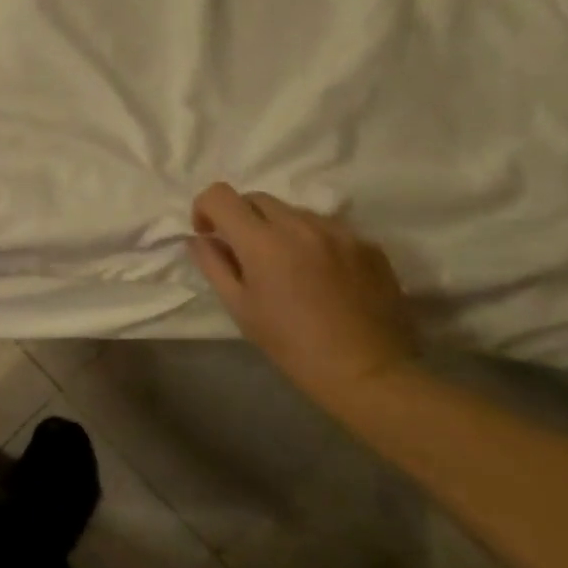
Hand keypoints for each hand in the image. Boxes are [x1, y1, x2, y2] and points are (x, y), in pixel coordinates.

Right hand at [188, 182, 414, 394]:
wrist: (367, 372)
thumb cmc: (292, 345)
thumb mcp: (240, 308)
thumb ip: (213, 265)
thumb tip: (199, 239)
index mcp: (263, 242)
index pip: (221, 195)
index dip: (205, 208)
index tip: (209, 234)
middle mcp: (301, 226)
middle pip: (256, 198)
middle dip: (240, 217)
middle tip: (244, 252)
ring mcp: (339, 232)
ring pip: (293, 211)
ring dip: (278, 228)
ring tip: (287, 264)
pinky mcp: (368, 244)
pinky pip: (327, 228)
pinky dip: (312, 240)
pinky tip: (320, 274)